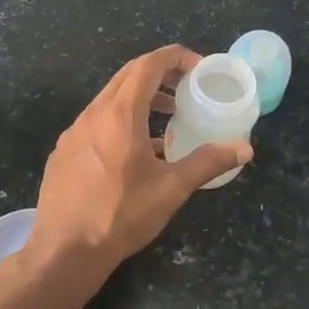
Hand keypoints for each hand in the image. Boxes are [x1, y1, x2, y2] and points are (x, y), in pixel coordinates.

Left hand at [24, 45, 252, 283]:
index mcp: (120, 114)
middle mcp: (93, 114)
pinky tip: (135, 152)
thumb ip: (208, 162)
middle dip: (159, 74)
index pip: (148, 65)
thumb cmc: (121, 215)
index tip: (198, 67)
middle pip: (127, 76)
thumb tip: (244, 148)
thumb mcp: (171, 189)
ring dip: (140, 99)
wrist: (64, 251)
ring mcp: (73, 132)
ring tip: (167, 118)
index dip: (175, 58)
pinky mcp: (63, 152)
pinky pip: (96, 123)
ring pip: (109, 100)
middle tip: (186, 87)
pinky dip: (120, 122)